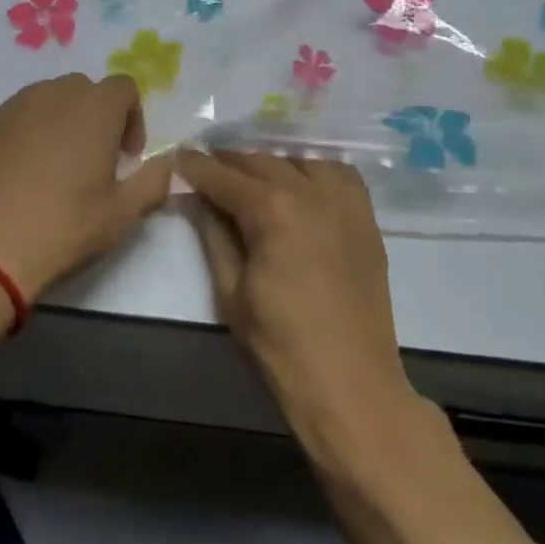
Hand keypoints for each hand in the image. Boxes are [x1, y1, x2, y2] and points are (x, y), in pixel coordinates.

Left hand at [0, 74, 172, 301]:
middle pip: (85, 90)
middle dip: (97, 117)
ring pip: (48, 100)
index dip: (133, 118)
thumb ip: (154, 182)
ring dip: (62, 122)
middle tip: (96, 161)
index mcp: (95, 107)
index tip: (127, 157)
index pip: (124, 87)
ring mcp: (13, 106)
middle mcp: (54, 93)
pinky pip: (17, 117)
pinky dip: (28, 134)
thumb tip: (168, 165)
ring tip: (57, 167)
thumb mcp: (122, 213)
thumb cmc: (63, 225)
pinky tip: (22, 175)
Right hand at [179, 150, 415, 439]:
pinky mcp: (366, 218)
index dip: (196, 166)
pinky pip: (339, 174)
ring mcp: (344, 202)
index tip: (178, 156)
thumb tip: (198, 199)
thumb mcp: (231, 292)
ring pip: (300, 160)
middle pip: (261, 161)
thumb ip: (213, 235)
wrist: (352, 386)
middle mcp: (311, 192)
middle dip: (229, 161)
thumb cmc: (281, 346)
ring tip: (250, 175)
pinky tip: (300, 182)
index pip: (223, 175)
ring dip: (270, 162)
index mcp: (273, 210)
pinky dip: (314, 169)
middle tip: (205, 167)